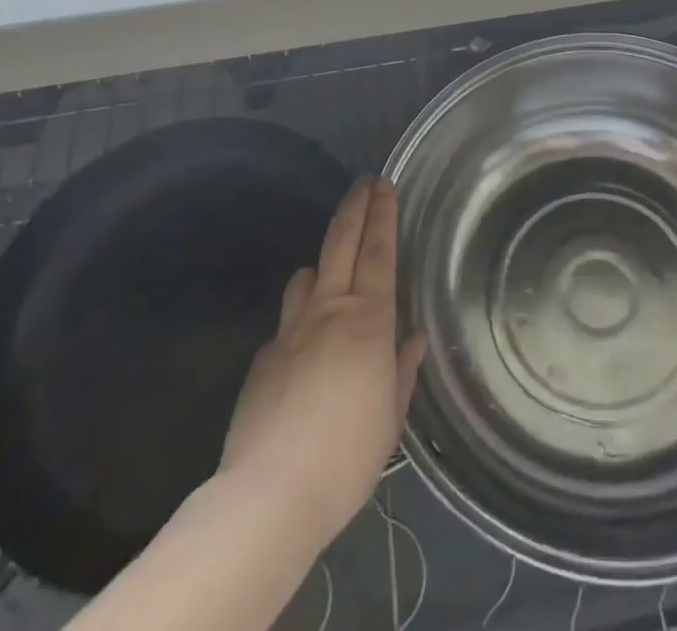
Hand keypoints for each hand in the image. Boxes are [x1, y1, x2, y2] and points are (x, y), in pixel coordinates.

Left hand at [218, 178, 424, 548]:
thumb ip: (401, 370)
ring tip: (332, 270)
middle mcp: (328, 311)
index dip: (383, 214)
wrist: (270, 494)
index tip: (385, 184)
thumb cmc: (348, 455)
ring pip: (306, 275)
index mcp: (368, 320)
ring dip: (321, 264)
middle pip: (341, 243)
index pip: (379, 251)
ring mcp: (290, 330)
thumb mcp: (391, 417)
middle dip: (355, 207)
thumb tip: (413, 339)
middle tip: (363, 183)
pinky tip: (304, 349)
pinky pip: (286, 322)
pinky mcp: (263, 357)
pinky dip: (300, 319)